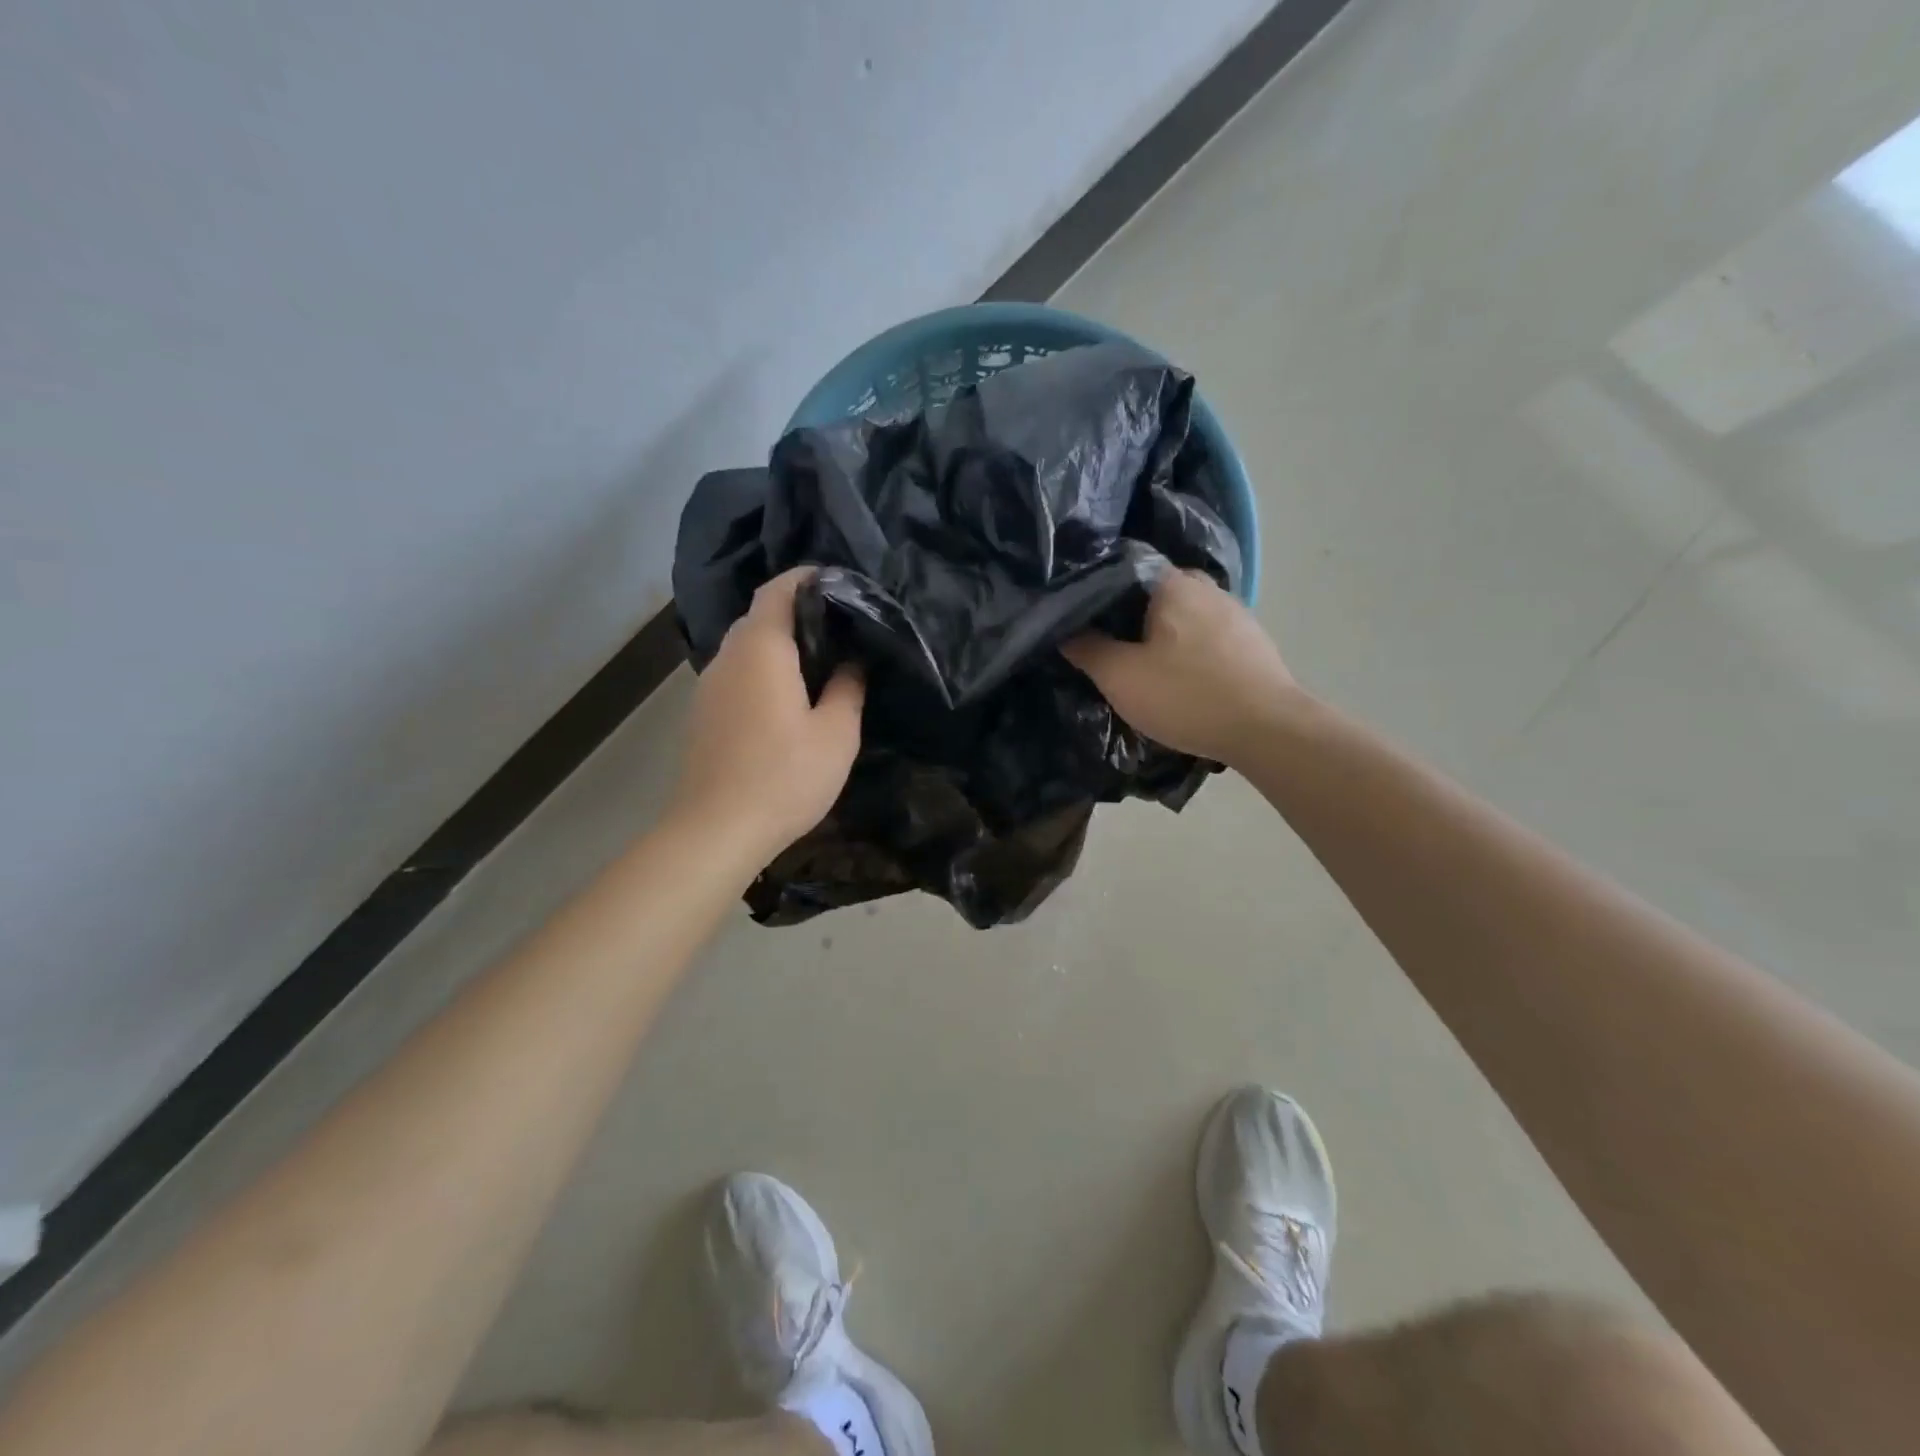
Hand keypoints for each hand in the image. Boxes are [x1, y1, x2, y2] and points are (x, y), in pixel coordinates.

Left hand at [671, 567, 864, 859]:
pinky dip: (762, 670)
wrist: (715, 830)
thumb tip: (851, 661)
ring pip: (746, 647)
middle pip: (760, 616)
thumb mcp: (836, 734)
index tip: (838, 581)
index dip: (806, 577)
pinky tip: (786, 697)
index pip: (778, 590)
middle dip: (797, 611)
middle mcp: (728, 656)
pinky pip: (736, 673)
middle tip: (839, 626)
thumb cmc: (784, 777)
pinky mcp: (702, 713)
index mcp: (762, 650)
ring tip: (818, 661)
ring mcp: (708, 685)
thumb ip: (848, 688)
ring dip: (778, 644)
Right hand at [1062, 569, 1299, 767]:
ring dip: (1161, 635)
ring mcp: (1234, 612)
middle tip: (1106, 646)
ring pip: (1181, 615)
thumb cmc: (1187, 696)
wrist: (1268, 729)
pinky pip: (1205, 636)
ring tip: (1141, 665)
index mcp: (1172, 583)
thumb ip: (1087, 649)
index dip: (1095, 593)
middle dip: (1128, 616)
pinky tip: (1181, 677)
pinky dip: (1187, 650)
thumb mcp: (1121, 677)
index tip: (1078, 619)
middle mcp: (1205, 586)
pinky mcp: (1252, 640)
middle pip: (1152, 592)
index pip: (1121, 569)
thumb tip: (1064, 629)